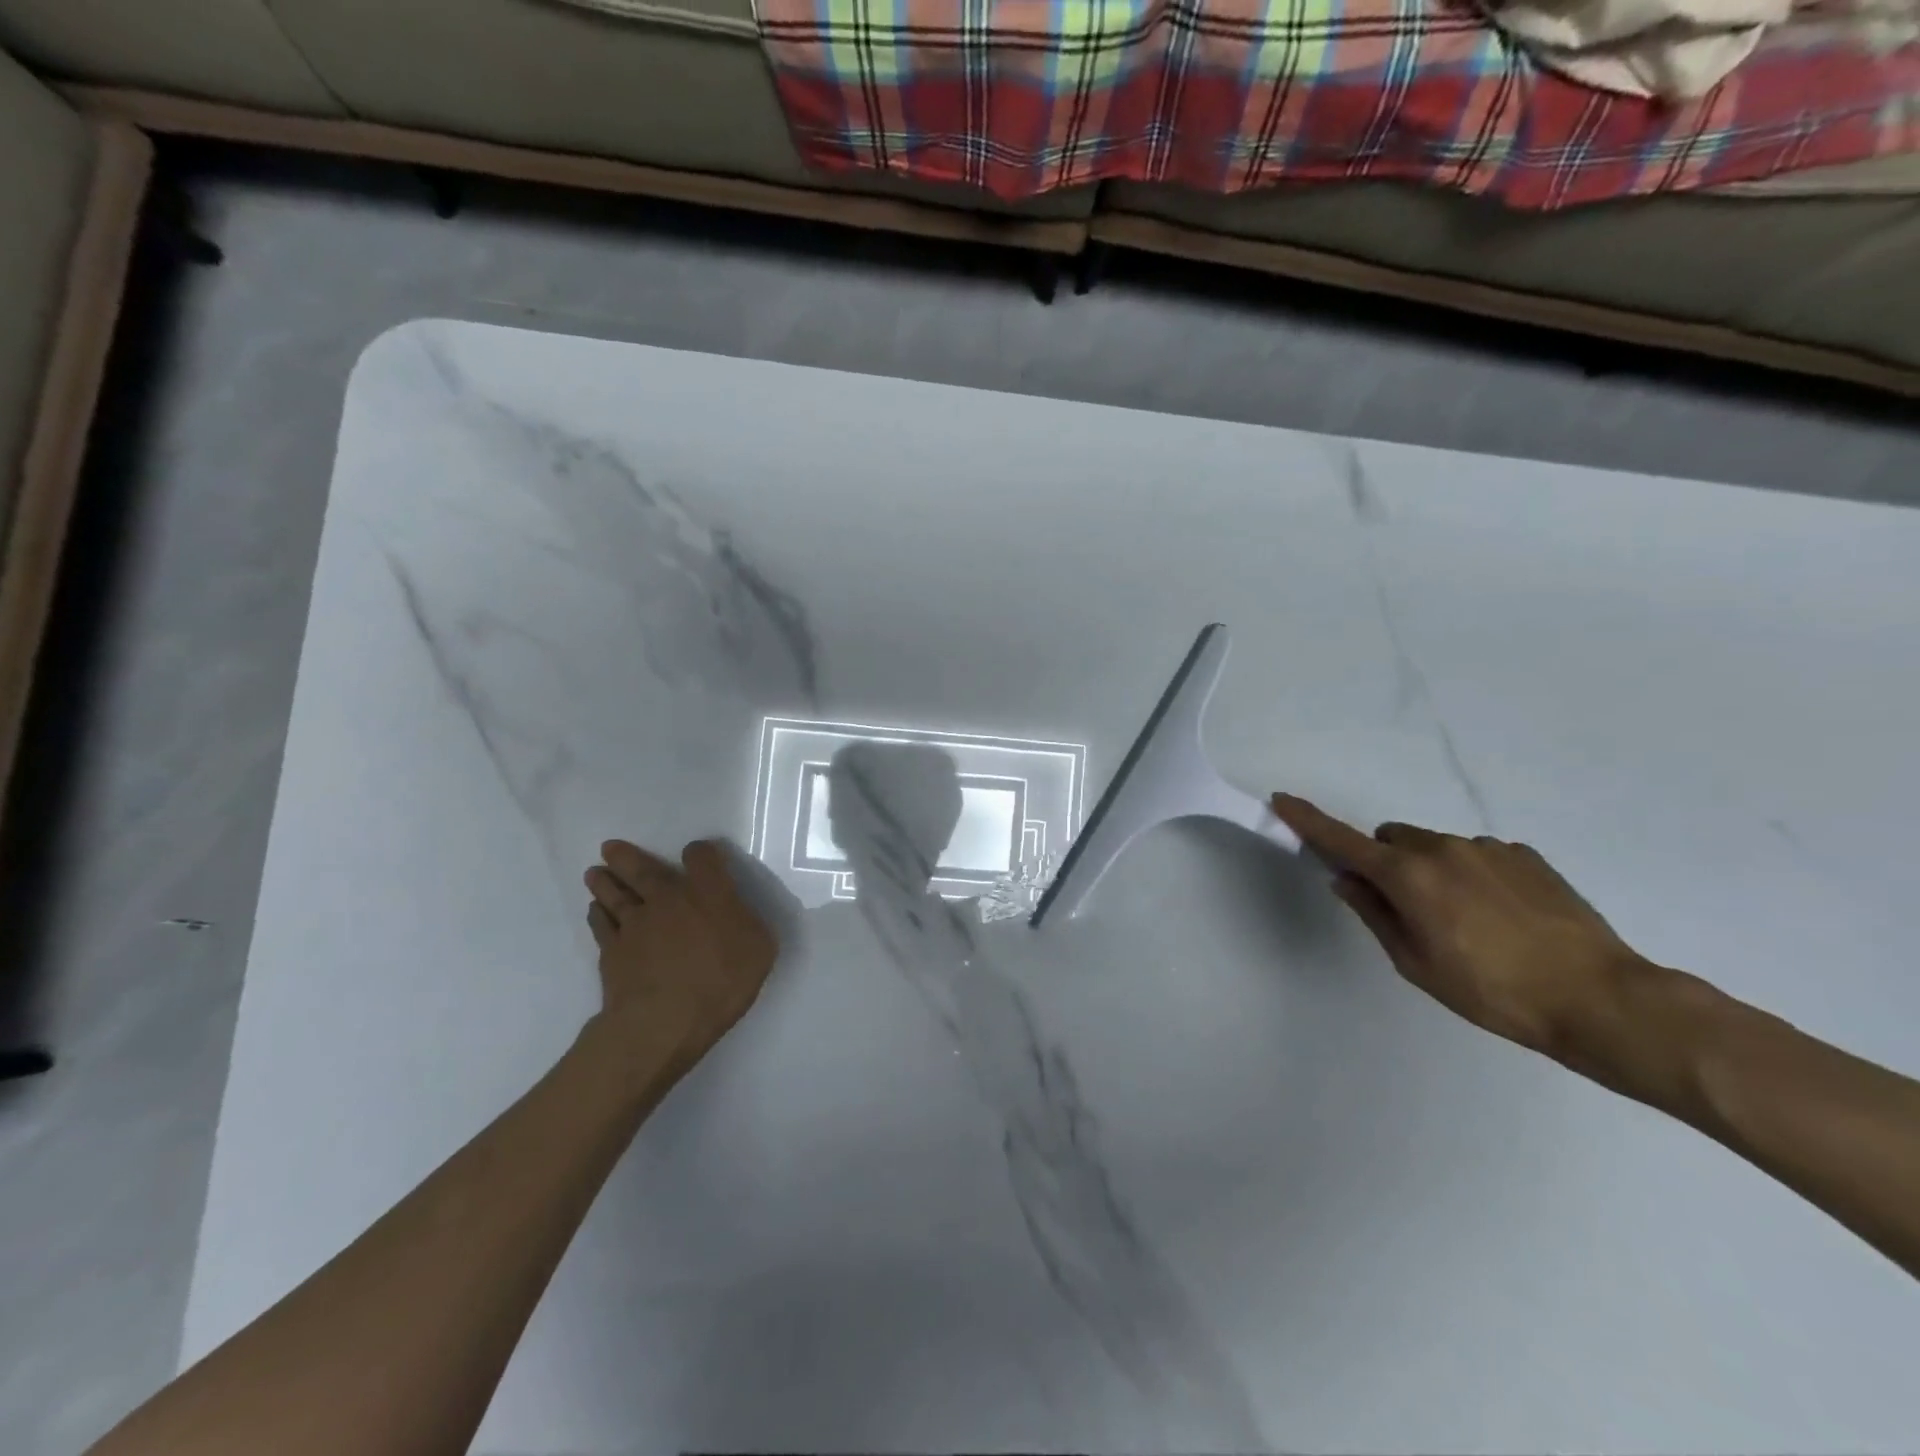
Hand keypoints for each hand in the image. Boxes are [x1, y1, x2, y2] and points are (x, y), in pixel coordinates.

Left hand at [583, 839, 777, 1078]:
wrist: (664, 1020)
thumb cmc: (721, 982)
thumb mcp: (759, 950)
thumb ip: (748, 924)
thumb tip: (737, 915)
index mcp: (708, 893)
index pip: (701, 857)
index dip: (700, 853)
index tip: (699, 856)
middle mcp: (668, 899)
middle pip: (643, 869)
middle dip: (627, 857)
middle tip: (610, 847)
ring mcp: (634, 924)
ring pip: (615, 894)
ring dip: (604, 882)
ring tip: (594, 873)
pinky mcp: (611, 952)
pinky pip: (600, 925)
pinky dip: (597, 915)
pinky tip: (595, 911)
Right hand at [1271, 794, 1646, 1058]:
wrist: (1598, 997)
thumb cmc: (1492, 991)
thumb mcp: (1416, 964)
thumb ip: (1374, 914)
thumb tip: (1347, 880)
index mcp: (1407, 876)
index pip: (1342, 841)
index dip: (1308, 821)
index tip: (1282, 799)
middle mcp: (1441, 848)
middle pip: (1391, 838)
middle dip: (1385, 861)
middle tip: (1405, 907)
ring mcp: (1487, 848)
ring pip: (1435, 847)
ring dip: (1430, 870)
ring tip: (1467, 921)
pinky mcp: (1525, 855)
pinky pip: (1477, 855)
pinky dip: (1471, 875)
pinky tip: (1503, 916)